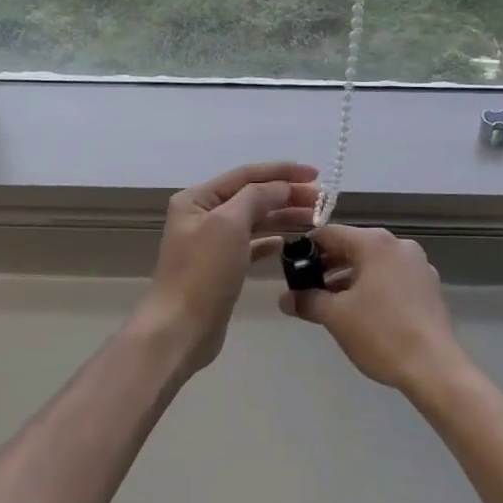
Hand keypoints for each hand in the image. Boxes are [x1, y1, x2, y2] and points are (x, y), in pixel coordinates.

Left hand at [137, 161, 318, 377]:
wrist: (180, 330)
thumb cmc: (203, 273)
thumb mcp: (229, 224)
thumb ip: (257, 197)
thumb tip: (282, 187)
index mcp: (197, 199)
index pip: (246, 175)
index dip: (282, 172)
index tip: (316, 174)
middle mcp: (202, 216)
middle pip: (252, 196)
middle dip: (287, 194)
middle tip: (322, 200)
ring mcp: (211, 243)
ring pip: (254, 220)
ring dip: (283, 216)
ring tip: (315, 218)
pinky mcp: (221, 268)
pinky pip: (251, 245)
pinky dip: (270, 241)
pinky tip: (288, 243)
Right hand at [277, 225, 467, 395]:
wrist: (434, 367)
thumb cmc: (380, 333)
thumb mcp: (336, 316)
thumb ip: (307, 300)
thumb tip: (285, 298)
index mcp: (375, 243)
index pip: (329, 234)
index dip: (306, 249)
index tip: (291, 270)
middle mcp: (399, 245)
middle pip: (353, 246)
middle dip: (327, 266)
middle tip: (306, 289)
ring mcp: (418, 265)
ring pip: (373, 263)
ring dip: (349, 278)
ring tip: (330, 304)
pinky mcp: (428, 286)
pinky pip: (391, 277)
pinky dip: (372, 286)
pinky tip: (361, 312)